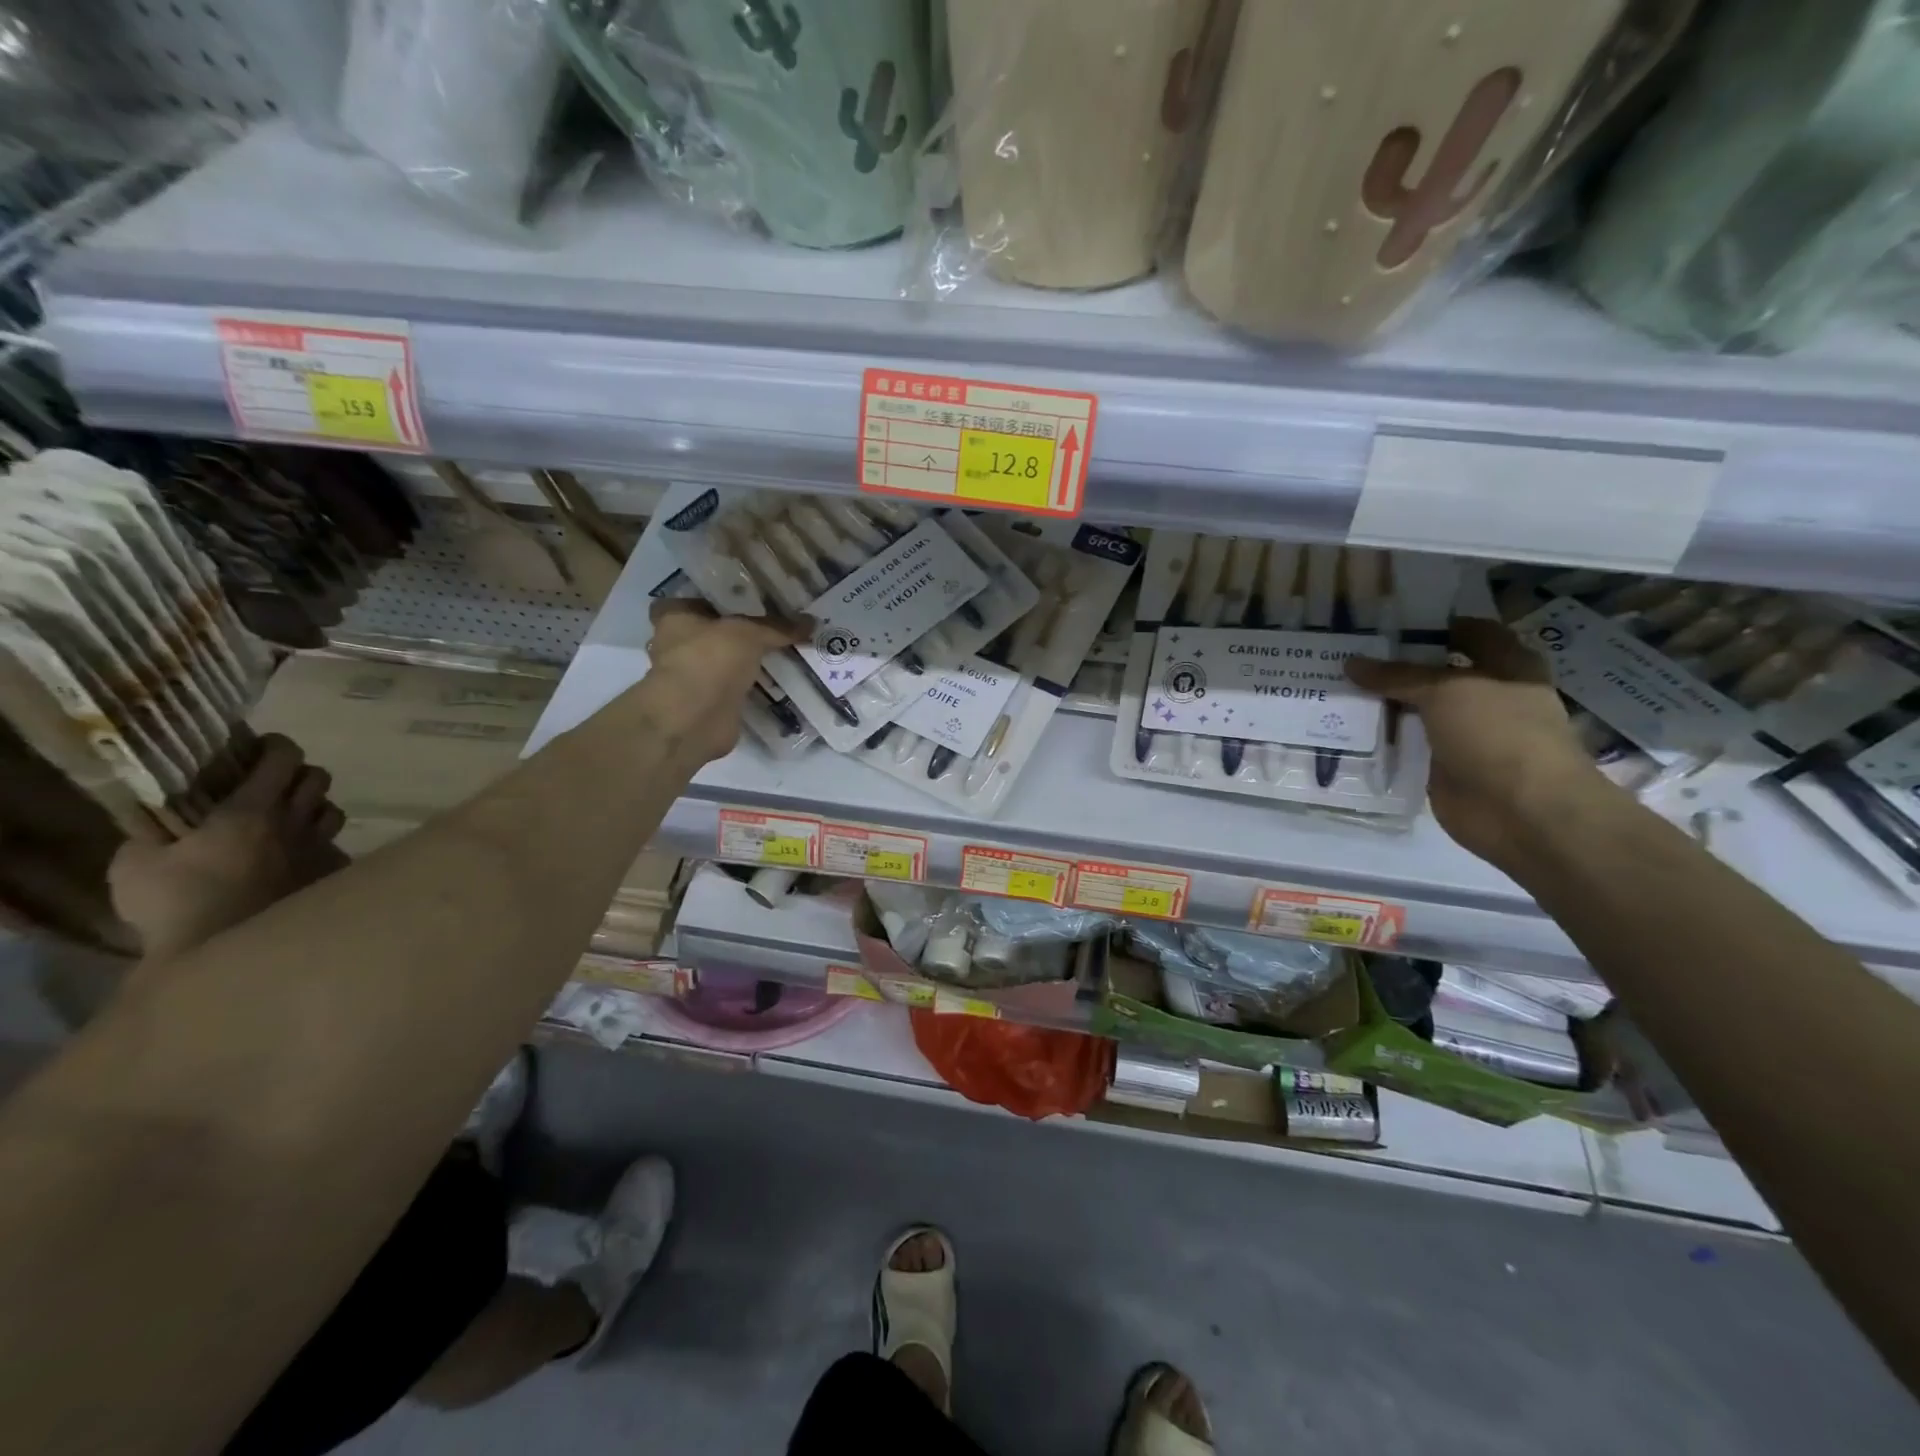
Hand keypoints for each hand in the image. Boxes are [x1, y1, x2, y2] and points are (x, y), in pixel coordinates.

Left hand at [646, 599, 813, 763]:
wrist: (694, 719)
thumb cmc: (709, 659)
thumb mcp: (750, 633)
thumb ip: (778, 627)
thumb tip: (812, 621)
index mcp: (674, 617)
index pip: (696, 599)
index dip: (722, 598)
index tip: (752, 599)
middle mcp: (678, 645)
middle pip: (715, 632)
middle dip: (741, 632)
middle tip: (778, 625)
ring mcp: (694, 677)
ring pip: (727, 662)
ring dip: (750, 662)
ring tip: (787, 651)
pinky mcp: (710, 703)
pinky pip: (738, 688)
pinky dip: (755, 687)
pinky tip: (781, 680)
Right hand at [1345, 618, 1605, 867]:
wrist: (1522, 810)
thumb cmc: (1499, 734)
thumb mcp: (1446, 691)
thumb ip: (1397, 676)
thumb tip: (1352, 662)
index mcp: (1507, 666)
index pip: (1468, 632)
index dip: (1431, 625)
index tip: (1383, 623)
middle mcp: (1487, 696)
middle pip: (1435, 672)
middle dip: (1395, 665)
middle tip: (1346, 653)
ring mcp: (1464, 732)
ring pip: (1416, 708)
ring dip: (1383, 702)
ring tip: (1335, 687)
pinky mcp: (1442, 764)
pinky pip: (1406, 744)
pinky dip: (1381, 737)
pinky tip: (1345, 727)